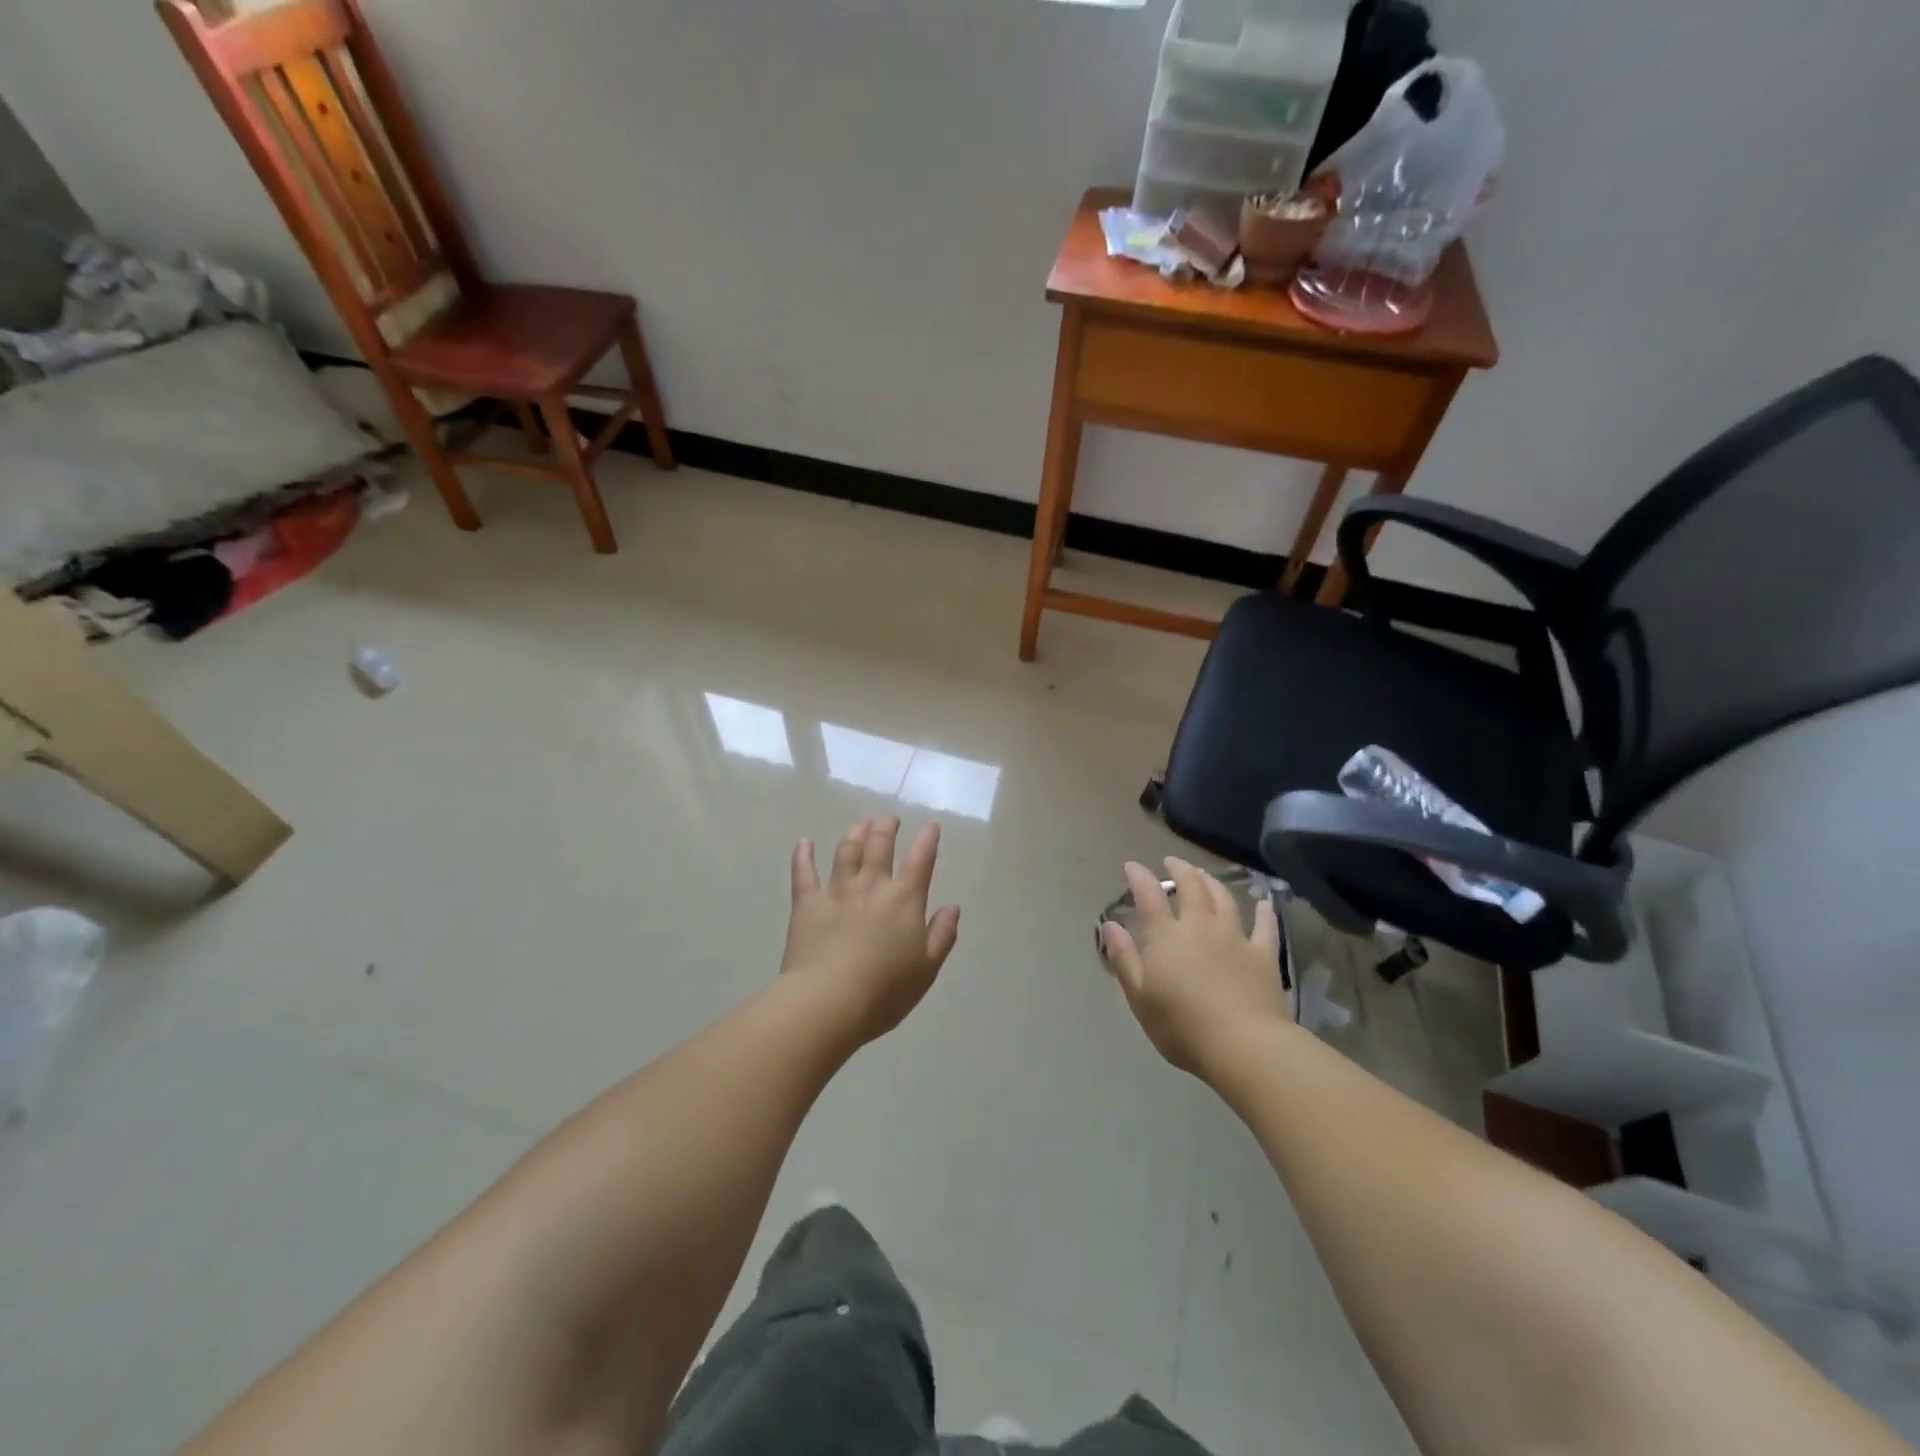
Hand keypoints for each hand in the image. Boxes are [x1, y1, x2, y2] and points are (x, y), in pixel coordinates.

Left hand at [781, 818, 960, 1044]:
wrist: (828, 1002)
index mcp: (904, 900)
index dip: (927, 840)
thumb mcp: (926, 969)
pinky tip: (804, 842)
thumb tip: (952, 907)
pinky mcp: (806, 904)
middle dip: (886, 828)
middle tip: (889, 820)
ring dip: (855, 833)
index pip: (920, 860)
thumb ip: (942, 935)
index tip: (930, 827)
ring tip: (861, 824)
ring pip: (846, 851)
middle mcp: (871, 886)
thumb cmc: (885, 991)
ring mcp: (837, 892)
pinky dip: (803, 855)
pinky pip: (804, 872)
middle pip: (879, 845)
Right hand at [1099, 857, 1286, 1076]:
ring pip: (1224, 899)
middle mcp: (1200, 926)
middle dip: (1179, 870)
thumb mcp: (1139, 997)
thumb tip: (1110, 925)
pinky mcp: (1263, 955)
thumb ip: (1124, 958)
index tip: (1132, 865)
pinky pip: (1265, 926)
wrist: (1244, 1045)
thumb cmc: (1182, 1026)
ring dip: (1212, 882)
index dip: (1139, 876)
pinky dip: (1264, 912)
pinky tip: (1264, 903)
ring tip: (1205, 875)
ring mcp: (1235, 938)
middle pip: (1191, 887)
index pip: (1149, 895)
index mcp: (1166, 936)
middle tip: (1172, 862)